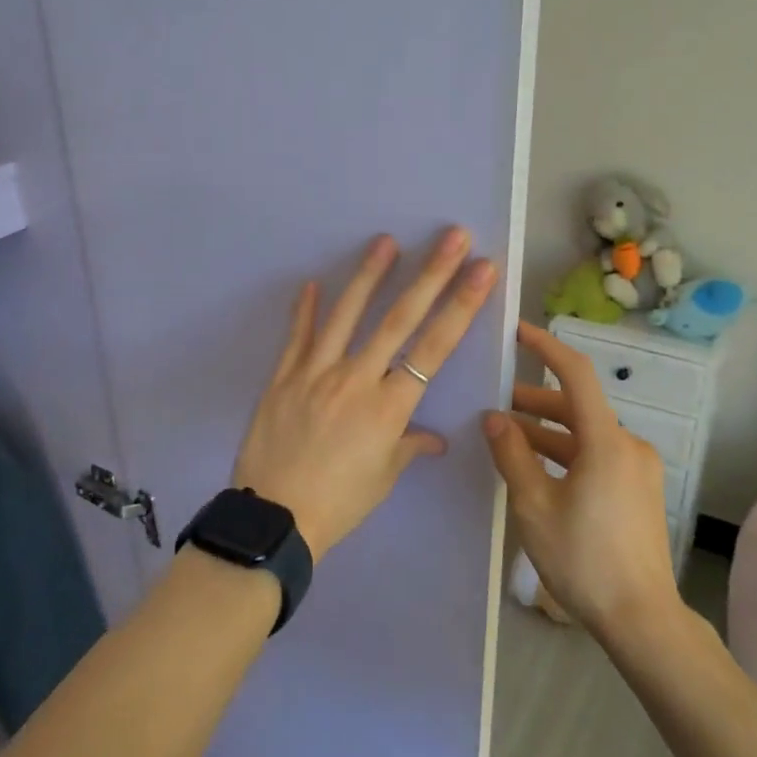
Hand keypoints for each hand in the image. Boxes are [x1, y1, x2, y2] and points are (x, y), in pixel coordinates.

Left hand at [232, 228, 497, 562]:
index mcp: (389, 407)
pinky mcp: (283, 377)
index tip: (482, 271)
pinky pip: (297, 337)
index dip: (461, 306)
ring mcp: (316, 373)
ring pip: (347, 315)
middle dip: (431, 275)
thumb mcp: (383, 478)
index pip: (435, 347)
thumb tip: (434, 438)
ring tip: (386, 241)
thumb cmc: (339, 504)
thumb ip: (409, 447)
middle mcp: (357, 379)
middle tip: (452, 237)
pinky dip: (305, 309)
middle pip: (400, 319)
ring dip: (369, 275)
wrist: (274, 520)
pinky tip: (312, 282)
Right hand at [482, 323, 678, 637]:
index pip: (576, 375)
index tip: (517, 332)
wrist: (641, 620)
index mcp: (606, 442)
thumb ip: (512, 454)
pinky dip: (566, 454)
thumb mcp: (534, 506)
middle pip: (577, 407)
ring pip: (586, 434)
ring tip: (507, 440)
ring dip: (548, 433)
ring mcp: (638, 468)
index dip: (546, 348)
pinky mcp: (639, 489)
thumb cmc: (583, 559)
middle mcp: (629, 445)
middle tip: (494, 406)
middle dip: (534, 403)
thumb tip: (493, 417)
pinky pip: (597, 456)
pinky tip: (538, 470)